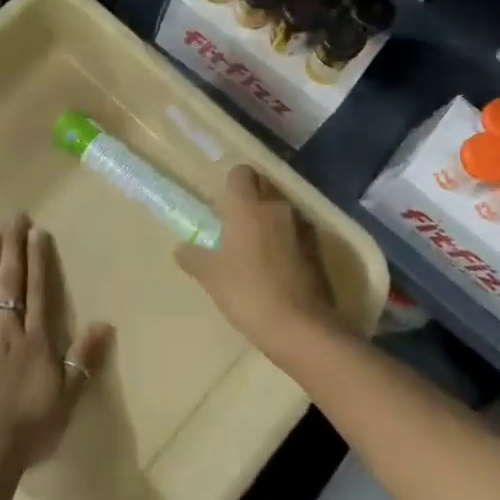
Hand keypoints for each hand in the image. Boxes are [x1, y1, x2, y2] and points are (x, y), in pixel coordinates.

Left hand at [0, 215, 112, 474]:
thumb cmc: (32, 428)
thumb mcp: (68, 397)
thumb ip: (83, 358)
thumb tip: (103, 322)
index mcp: (35, 342)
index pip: (38, 293)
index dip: (38, 261)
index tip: (36, 232)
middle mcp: (7, 334)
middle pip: (10, 285)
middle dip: (13, 250)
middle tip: (13, 219)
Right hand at [177, 166, 340, 359]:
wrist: (302, 327)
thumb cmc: (248, 293)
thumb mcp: (211, 277)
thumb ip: (193, 258)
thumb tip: (181, 249)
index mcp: (247, 206)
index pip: (241, 172)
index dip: (232, 184)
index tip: (223, 203)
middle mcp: (277, 206)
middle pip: (264, 186)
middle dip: (252, 197)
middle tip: (237, 223)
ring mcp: (302, 226)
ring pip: (282, 209)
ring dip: (271, 219)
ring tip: (257, 247)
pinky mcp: (319, 248)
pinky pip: (298, 232)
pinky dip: (288, 240)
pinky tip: (278, 265)